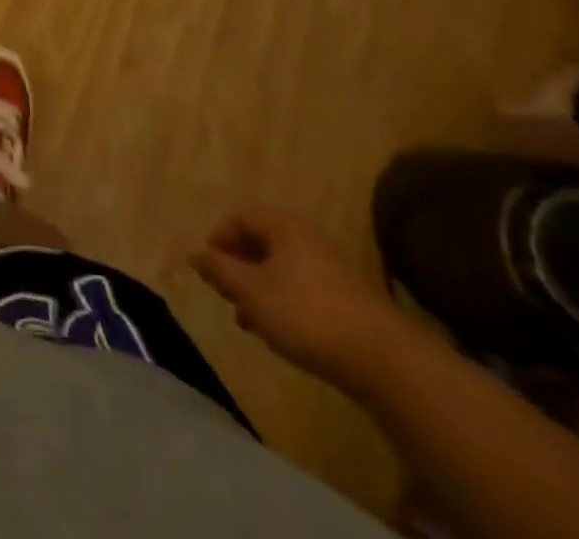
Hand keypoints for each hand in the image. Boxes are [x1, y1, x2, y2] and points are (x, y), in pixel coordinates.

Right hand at [190, 205, 411, 394]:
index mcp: (283, 227)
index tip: (208, 267)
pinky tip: (279, 331)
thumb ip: (219, 271)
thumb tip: (193, 253)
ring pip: (281, 269)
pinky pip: (302, 289)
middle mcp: (307, 239)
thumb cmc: (306, 314)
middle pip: (261, 242)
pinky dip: (283, 302)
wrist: (385, 361)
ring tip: (248, 318)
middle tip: (225, 293)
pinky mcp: (347, 300)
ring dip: (259, 288)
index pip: (240, 217)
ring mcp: (331, 269)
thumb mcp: (251, 292)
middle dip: (238, 266)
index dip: (219, 238)